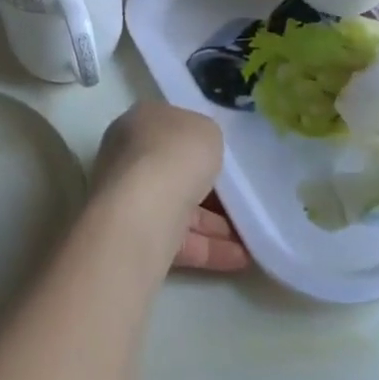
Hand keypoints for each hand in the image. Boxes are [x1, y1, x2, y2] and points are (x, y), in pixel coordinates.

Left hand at [94, 103, 248, 271]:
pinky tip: (241, 258)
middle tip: (240, 200)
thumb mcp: (206, 130)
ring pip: (178, 209)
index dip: (195, 141)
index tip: (220, 156)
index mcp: (139, 122)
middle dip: (207, 189)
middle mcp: (128, 157)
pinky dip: (209, 249)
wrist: (143, 213)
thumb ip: (205, 137)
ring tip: (250, 237)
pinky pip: (179, 241)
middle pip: (173, 171)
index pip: (169, 127)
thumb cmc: (174, 155)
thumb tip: (201, 149)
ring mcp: (129, 200)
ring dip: (215, 225)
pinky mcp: (136, 238)